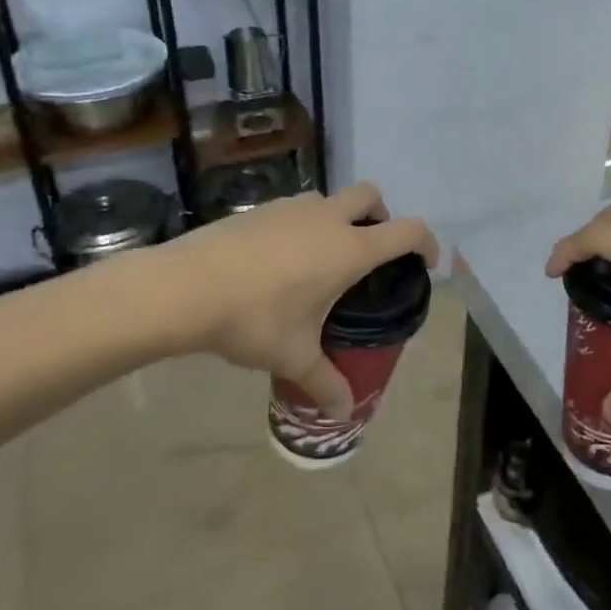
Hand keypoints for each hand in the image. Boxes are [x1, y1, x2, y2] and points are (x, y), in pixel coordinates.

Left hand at [160, 184, 437, 417]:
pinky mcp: (259, 208)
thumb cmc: (254, 319)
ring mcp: (291, 208)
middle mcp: (326, 219)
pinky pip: (295, 208)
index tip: (425, 263)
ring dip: (337, 218)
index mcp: (349, 249)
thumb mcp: (294, 357)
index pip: (407, 232)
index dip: (425, 243)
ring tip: (320, 259)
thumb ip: (325, 383)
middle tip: (369, 251)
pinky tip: (278, 261)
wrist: (184, 287)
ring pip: (329, 199)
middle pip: (370, 195)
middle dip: (380, 216)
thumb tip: (345, 414)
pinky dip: (302, 225)